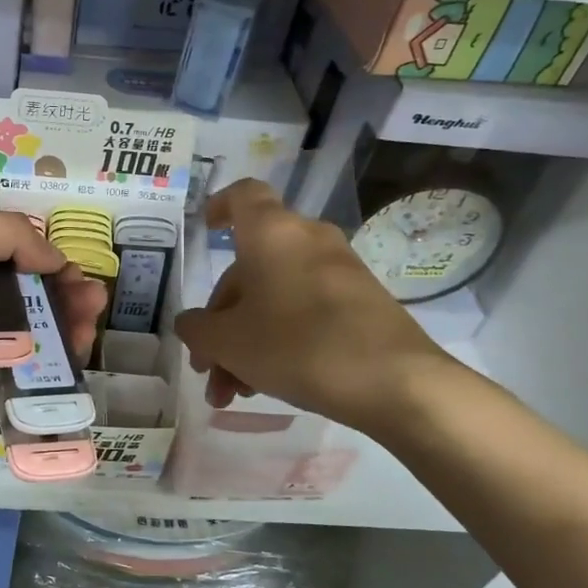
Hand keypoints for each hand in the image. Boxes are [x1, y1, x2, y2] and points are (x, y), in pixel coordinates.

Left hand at [0, 201, 107, 426]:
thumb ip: (2, 234)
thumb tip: (54, 256)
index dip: (37, 255)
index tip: (72, 266)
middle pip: (11, 290)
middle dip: (55, 292)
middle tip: (93, 301)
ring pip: (12, 328)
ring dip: (53, 325)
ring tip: (88, 323)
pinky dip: (33, 359)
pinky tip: (66, 353)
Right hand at [172, 180, 455, 433]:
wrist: (395, 382)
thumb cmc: (297, 346)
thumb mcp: (228, 342)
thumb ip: (197, 329)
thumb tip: (192, 324)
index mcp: (271, 233)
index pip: (243, 195)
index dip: (220, 206)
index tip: (206, 230)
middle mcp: (306, 240)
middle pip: (250, 268)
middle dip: (221, 320)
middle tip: (207, 365)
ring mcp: (338, 271)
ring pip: (274, 297)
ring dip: (245, 341)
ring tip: (232, 392)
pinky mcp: (361, 303)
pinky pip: (304, 311)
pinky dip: (278, 340)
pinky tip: (265, 385)